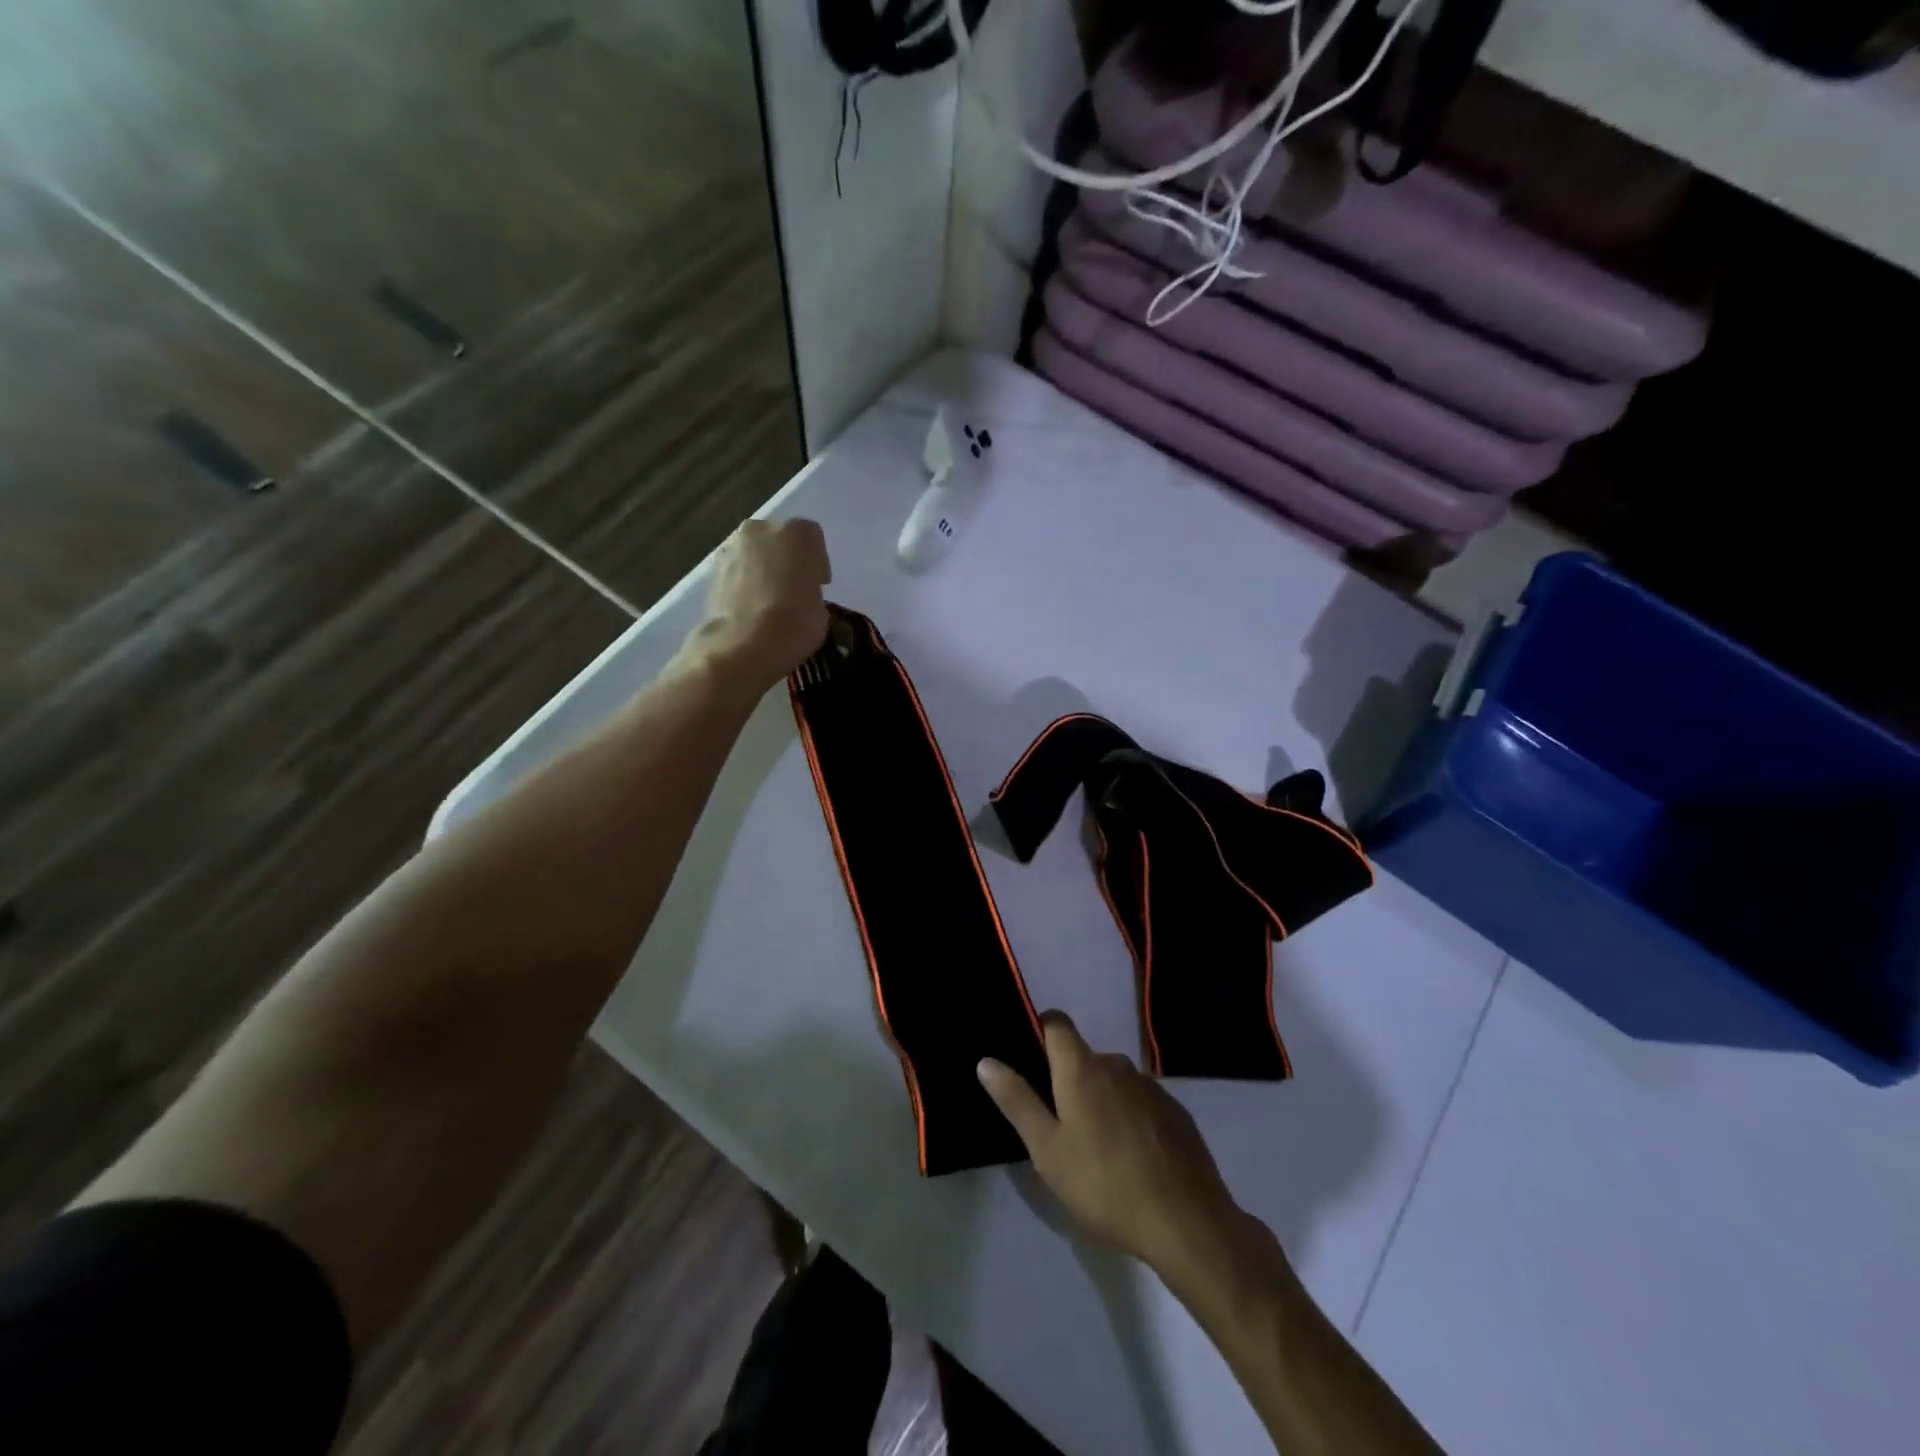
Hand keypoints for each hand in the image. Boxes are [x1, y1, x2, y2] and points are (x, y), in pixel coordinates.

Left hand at [702, 518, 831, 684]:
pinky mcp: (712, 569)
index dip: (817, 564)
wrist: (746, 642)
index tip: (819, 585)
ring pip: (754, 553)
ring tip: (770, 601)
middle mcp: (763, 529)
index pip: (813, 539)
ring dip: (763, 569)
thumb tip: (801, 597)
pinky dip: (743, 583)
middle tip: (793, 589)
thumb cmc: (797, 621)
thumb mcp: (821, 608)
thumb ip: (811, 592)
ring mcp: (733, 547)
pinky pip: (736, 571)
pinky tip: (751, 607)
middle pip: (779, 539)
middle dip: (786, 560)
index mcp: (798, 533)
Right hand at [978, 1012, 1244, 1275]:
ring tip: (1095, 1148)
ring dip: (1101, 1100)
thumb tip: (986, 1061)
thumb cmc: (1103, 1184)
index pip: (1057, 1023)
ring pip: (1114, 1081)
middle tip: (1059, 1125)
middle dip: (1069, 1079)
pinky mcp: (1175, 1112)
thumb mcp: (1047, 1149)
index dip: (1041, 1030)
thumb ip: (1017, 1101)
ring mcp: (1151, 1087)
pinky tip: (1131, 1158)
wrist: (1186, 1220)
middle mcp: (1117, 1065)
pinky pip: (1140, 1102)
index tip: (1029, 1058)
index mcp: (1081, 1068)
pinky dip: (1129, 1117)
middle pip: (1084, 1057)